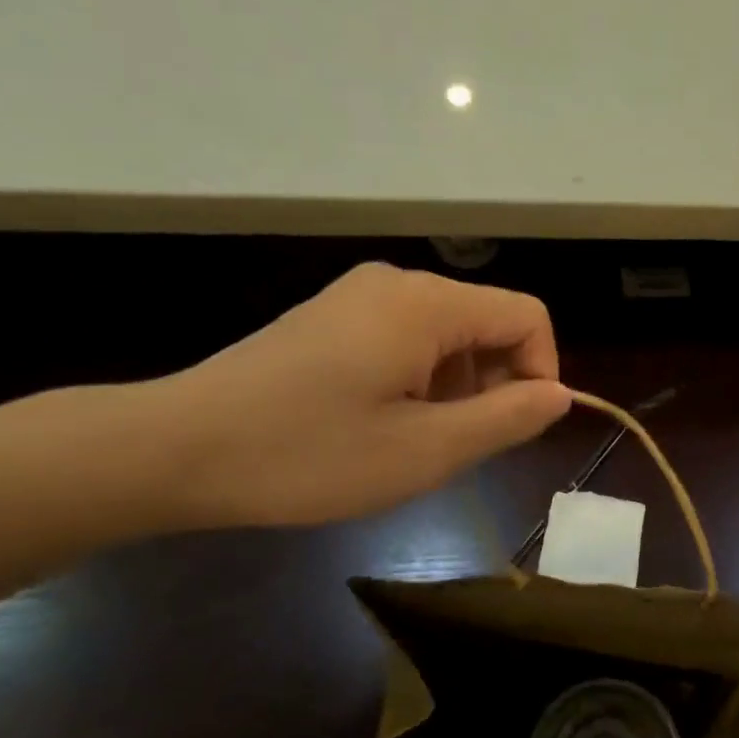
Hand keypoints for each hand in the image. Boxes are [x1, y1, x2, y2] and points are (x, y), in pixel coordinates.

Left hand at [149, 263, 570, 528]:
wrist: (179, 449)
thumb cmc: (310, 454)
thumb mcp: (426, 450)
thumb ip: (507, 418)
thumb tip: (559, 395)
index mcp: (426, 304)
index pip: (528, 316)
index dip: (541, 373)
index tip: (513, 431)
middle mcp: (397, 283)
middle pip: (488, 324)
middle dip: (494, 386)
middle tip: (456, 448)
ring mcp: (359, 298)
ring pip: (449, 337)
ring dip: (456, 391)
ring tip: (414, 443)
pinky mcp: (333, 319)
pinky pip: (408, 341)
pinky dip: (420, 384)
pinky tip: (381, 425)